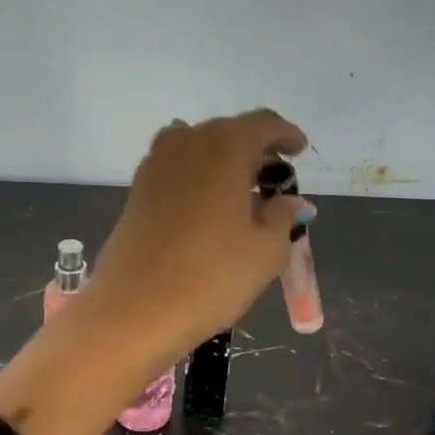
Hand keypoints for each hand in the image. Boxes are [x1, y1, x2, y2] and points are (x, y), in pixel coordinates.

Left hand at [86, 109, 310, 366]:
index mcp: (225, 146)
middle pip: (228, 132)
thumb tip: (291, 202)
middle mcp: (187, 142)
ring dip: (223, 161)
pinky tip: (208, 204)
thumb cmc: (211, 276)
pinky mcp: (136, 190)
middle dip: (254, 148)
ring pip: (198, 148)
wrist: (134, 309)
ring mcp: (155, 165)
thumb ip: (282, 217)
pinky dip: (198, 176)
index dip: (286, 134)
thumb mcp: (265, 251)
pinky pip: (176, 168)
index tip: (300, 149)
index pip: (263, 124)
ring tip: (242, 190)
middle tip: (274, 175)